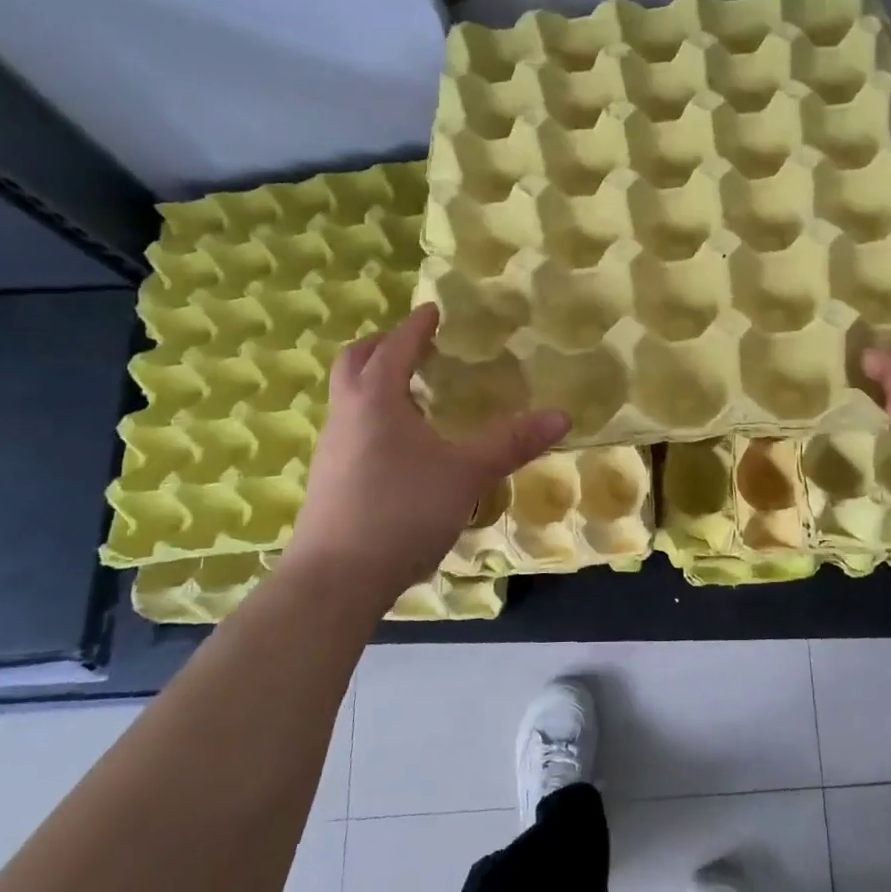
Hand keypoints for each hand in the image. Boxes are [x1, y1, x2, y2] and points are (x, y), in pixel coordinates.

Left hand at [283, 304, 569, 605]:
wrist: (334, 581)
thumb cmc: (402, 510)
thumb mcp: (466, 474)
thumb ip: (512, 443)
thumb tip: (562, 415)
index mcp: (376, 399)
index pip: (396, 346)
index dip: (417, 326)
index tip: (433, 310)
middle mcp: (347, 415)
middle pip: (355, 362)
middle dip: (384, 345)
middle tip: (415, 343)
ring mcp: (332, 450)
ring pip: (349, 398)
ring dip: (374, 381)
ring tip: (412, 392)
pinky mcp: (329, 481)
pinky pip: (351, 429)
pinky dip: (373, 416)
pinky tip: (400, 446)